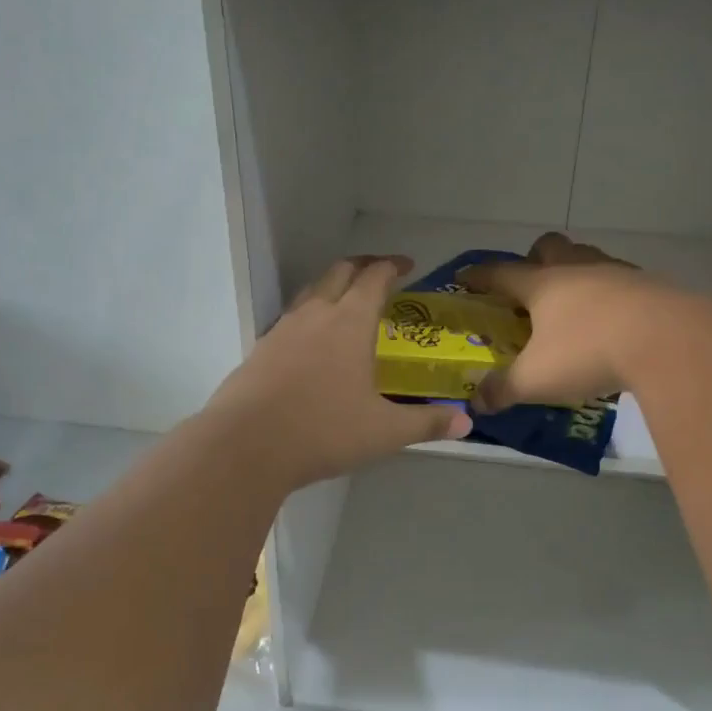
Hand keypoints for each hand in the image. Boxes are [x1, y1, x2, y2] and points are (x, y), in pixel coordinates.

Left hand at [205, 256, 472, 488]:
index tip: (406, 265)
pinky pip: (289, 318)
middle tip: (379, 272)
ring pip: (310, 291)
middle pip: (338, 272)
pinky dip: (308, 314)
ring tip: (346, 300)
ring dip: (331, 286)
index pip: (374, 278)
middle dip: (362, 265)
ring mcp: (282, 329)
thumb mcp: (384, 432)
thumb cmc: (323, 430)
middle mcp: (315, 315)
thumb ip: (427, 423)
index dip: (392, 266)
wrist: (245, 446)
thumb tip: (466, 423)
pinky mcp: (260, 349)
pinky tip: (311, 341)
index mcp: (349, 322)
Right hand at [457, 233, 664, 413]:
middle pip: (549, 246)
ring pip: (587, 257)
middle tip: (530, 288)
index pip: (500, 272)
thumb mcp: (537, 379)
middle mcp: (576, 269)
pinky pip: (620, 279)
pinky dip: (610, 294)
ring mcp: (616, 272)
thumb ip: (503, 389)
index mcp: (542, 284)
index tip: (464, 277)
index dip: (478, 275)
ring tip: (573, 305)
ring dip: (575, 272)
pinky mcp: (649, 284)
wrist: (670, 341)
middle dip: (534, 258)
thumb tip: (476, 403)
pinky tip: (614, 321)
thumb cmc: (590, 352)